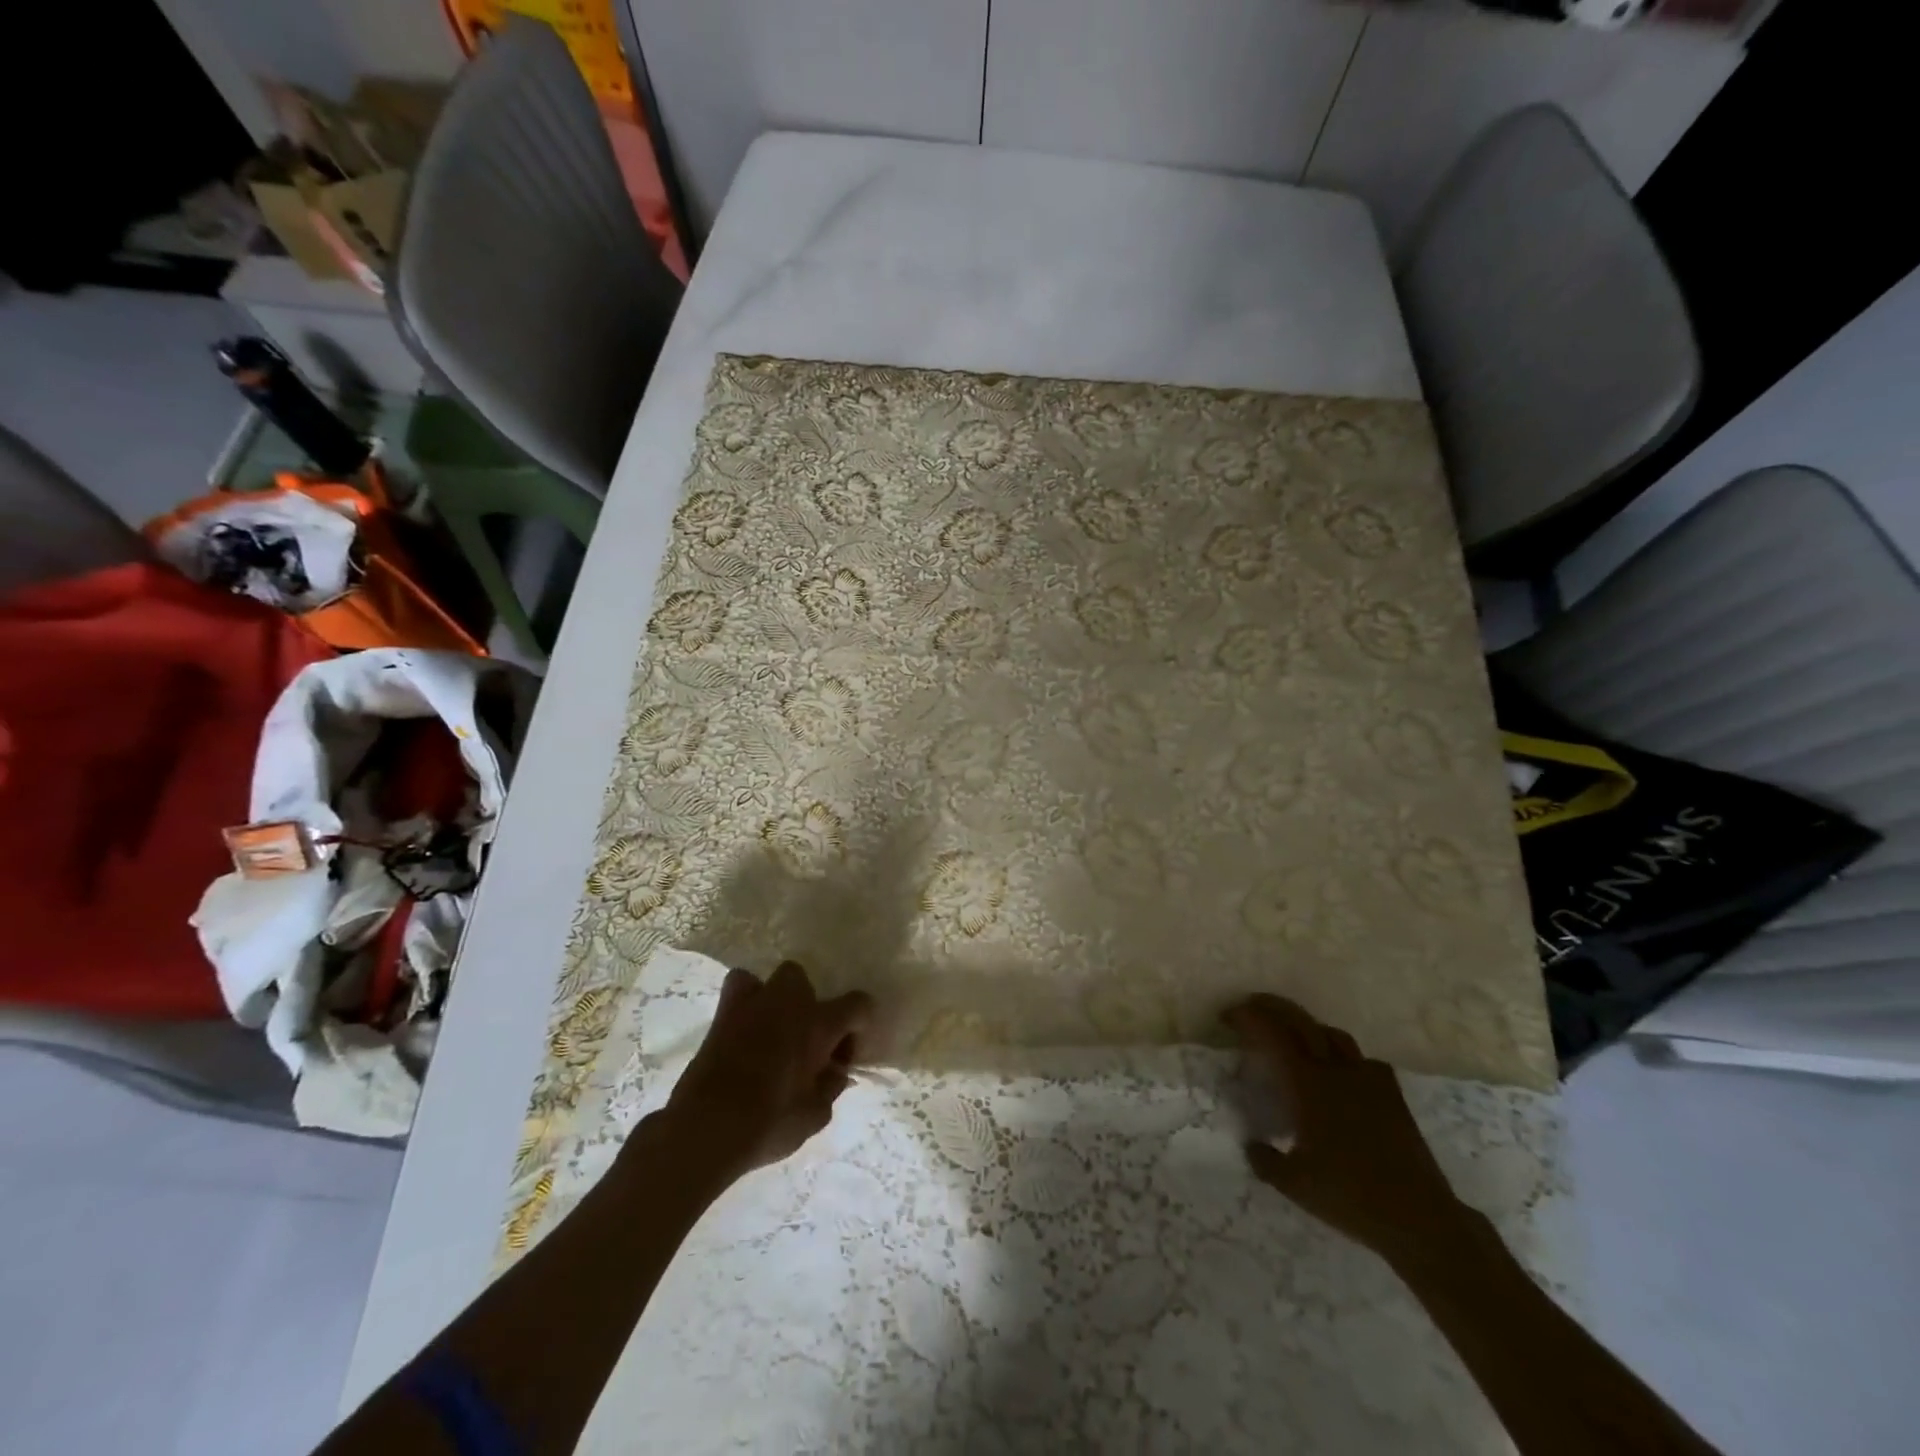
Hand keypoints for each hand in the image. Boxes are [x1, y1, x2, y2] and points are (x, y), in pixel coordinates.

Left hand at [663, 960, 872, 1177]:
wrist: (707, 1127)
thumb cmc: (769, 1122)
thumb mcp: (815, 1116)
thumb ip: (830, 1088)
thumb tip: (835, 1072)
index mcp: (820, 1024)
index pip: (859, 1004)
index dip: (860, 1025)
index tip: (845, 1055)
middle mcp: (791, 1002)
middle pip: (809, 983)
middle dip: (811, 1007)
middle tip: (807, 1043)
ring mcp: (755, 1001)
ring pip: (776, 978)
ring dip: (780, 998)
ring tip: (775, 1028)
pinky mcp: (724, 1012)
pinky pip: (741, 987)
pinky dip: (747, 999)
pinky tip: (746, 1026)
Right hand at [1224, 994, 1468, 1264]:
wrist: (1420, 1218)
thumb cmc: (1351, 1197)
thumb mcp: (1295, 1184)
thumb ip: (1266, 1160)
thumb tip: (1252, 1145)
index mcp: (1309, 1085)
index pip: (1274, 1035)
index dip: (1249, 1018)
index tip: (1228, 1016)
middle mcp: (1337, 1072)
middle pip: (1303, 1022)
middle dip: (1274, 1007)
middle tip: (1252, 1006)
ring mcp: (1369, 1080)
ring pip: (1334, 1035)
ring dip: (1308, 1027)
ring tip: (1294, 1036)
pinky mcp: (1393, 1095)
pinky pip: (1363, 1060)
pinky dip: (1343, 1056)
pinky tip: (1341, 1072)